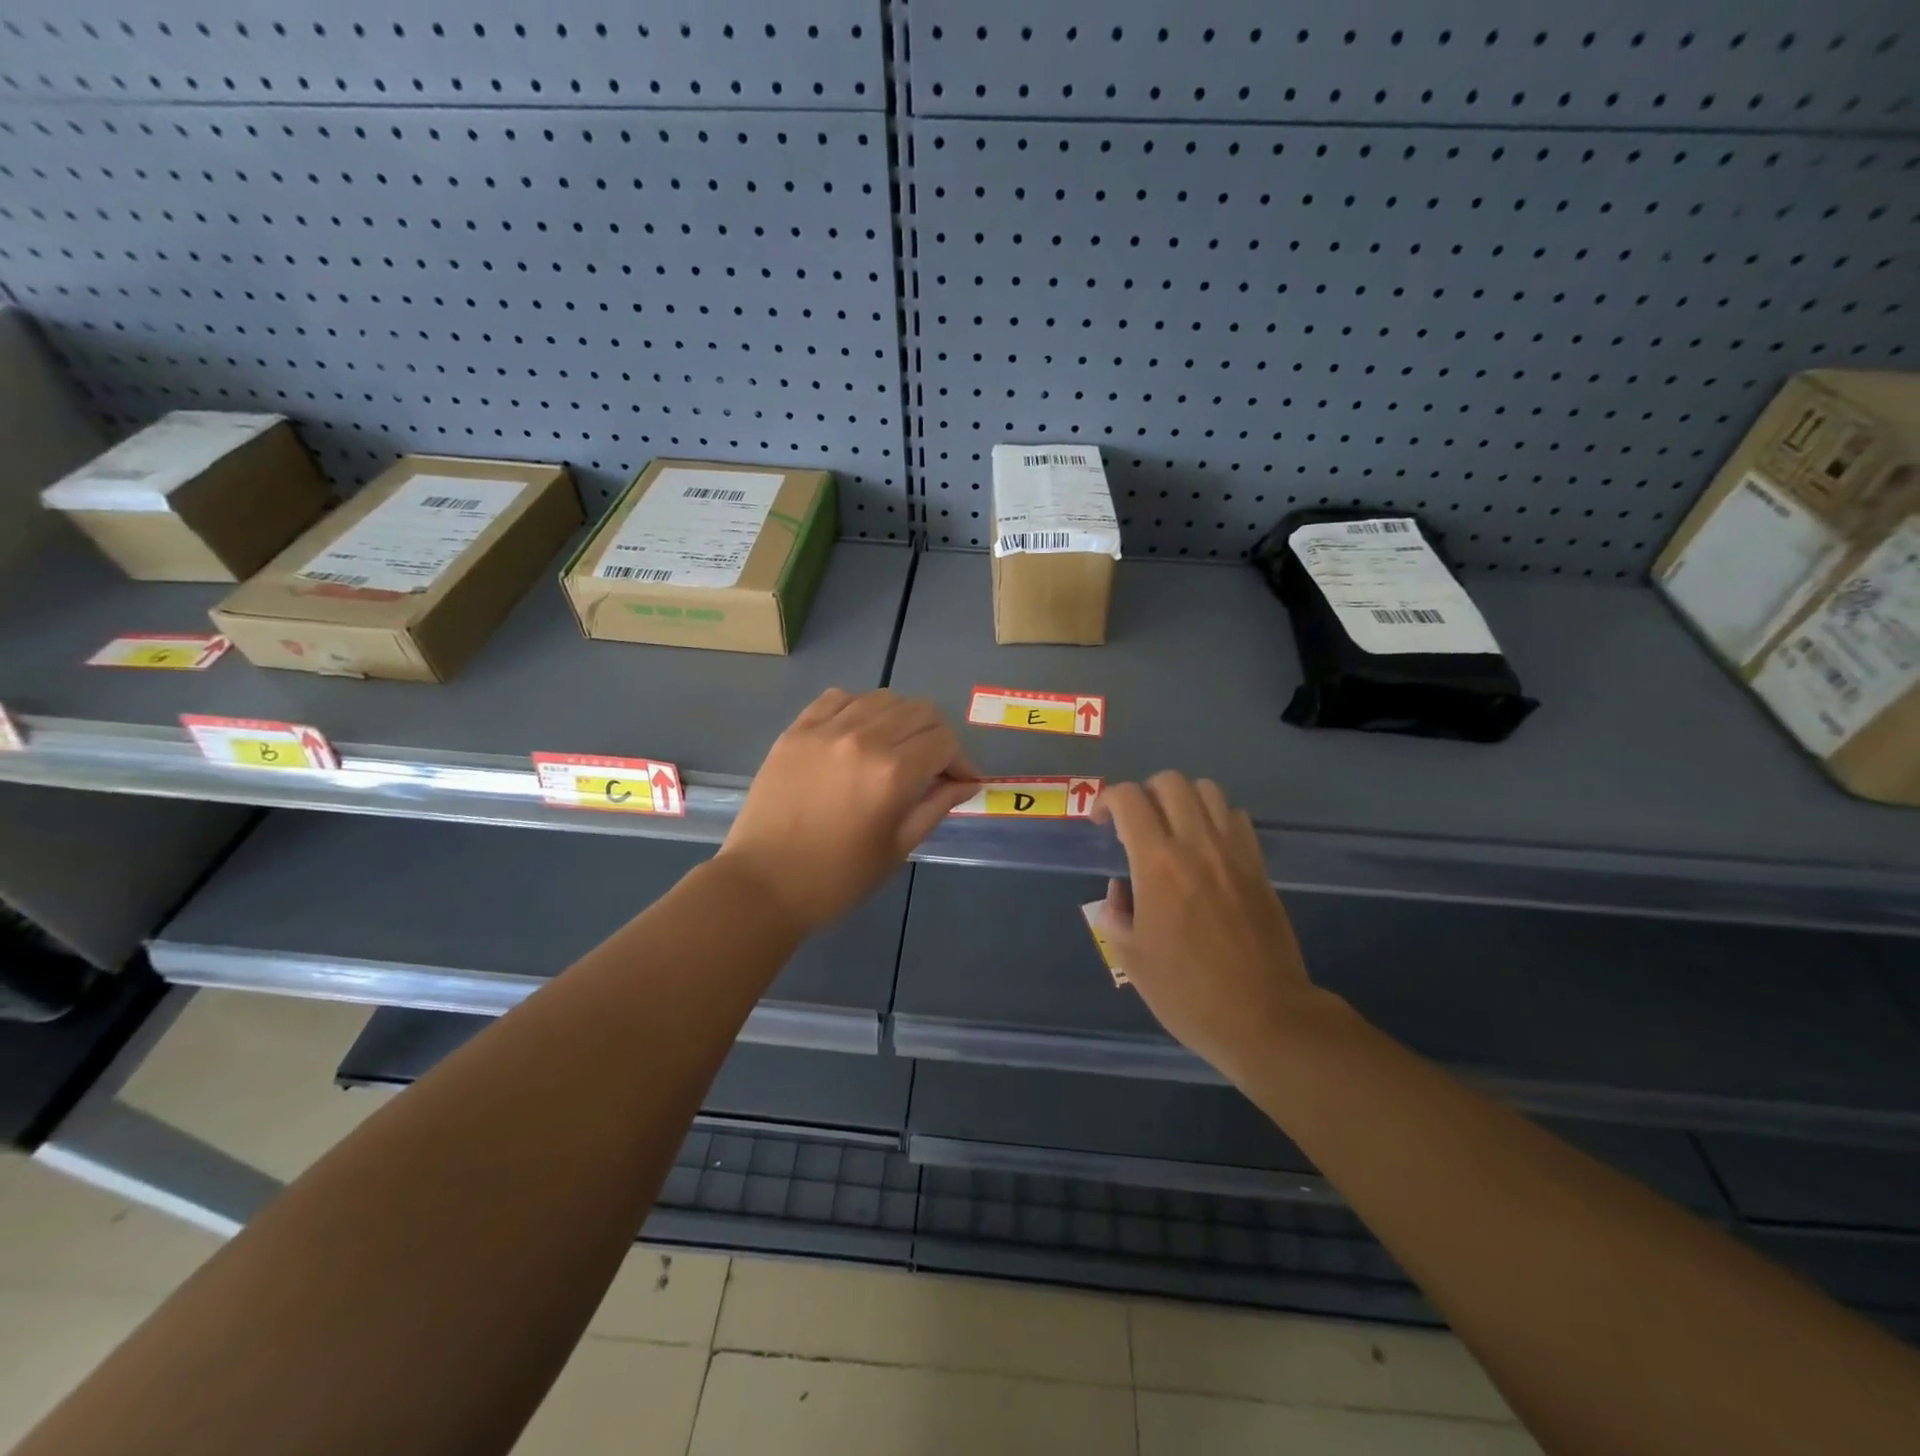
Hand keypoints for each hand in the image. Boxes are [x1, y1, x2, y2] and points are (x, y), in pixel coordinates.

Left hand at [718, 689, 978, 932]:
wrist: (763, 884)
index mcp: (892, 772)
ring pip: (883, 698)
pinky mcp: (797, 730)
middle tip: (933, 766)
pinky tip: (858, 734)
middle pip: (920, 711)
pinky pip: (839, 698)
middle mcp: (863, 738)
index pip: (944, 741)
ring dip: (901, 719)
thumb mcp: (897, 848)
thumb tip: (967, 783)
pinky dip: (859, 709)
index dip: (961, 760)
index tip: (960, 781)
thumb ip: (936, 807)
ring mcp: (825, 729)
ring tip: (895, 748)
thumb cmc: (837, 878)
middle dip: (937, 736)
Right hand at [1094, 773, 1324, 1082]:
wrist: (1264, 1018)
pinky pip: (1237, 818)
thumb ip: (1116, 914)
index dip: (1108, 800)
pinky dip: (1216, 817)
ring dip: (1183, 799)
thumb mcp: (1132, 959)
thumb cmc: (1188, 993)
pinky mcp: (1260, 867)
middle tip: (1136, 824)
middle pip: (1171, 782)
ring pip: (1208, 791)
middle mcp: (1198, 846)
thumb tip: (1120, 892)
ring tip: (1172, 828)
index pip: (1130, 799)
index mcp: (1158, 865)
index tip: (1101, 823)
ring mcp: (1235, 853)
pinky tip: (1207, 847)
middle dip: (1145, 792)